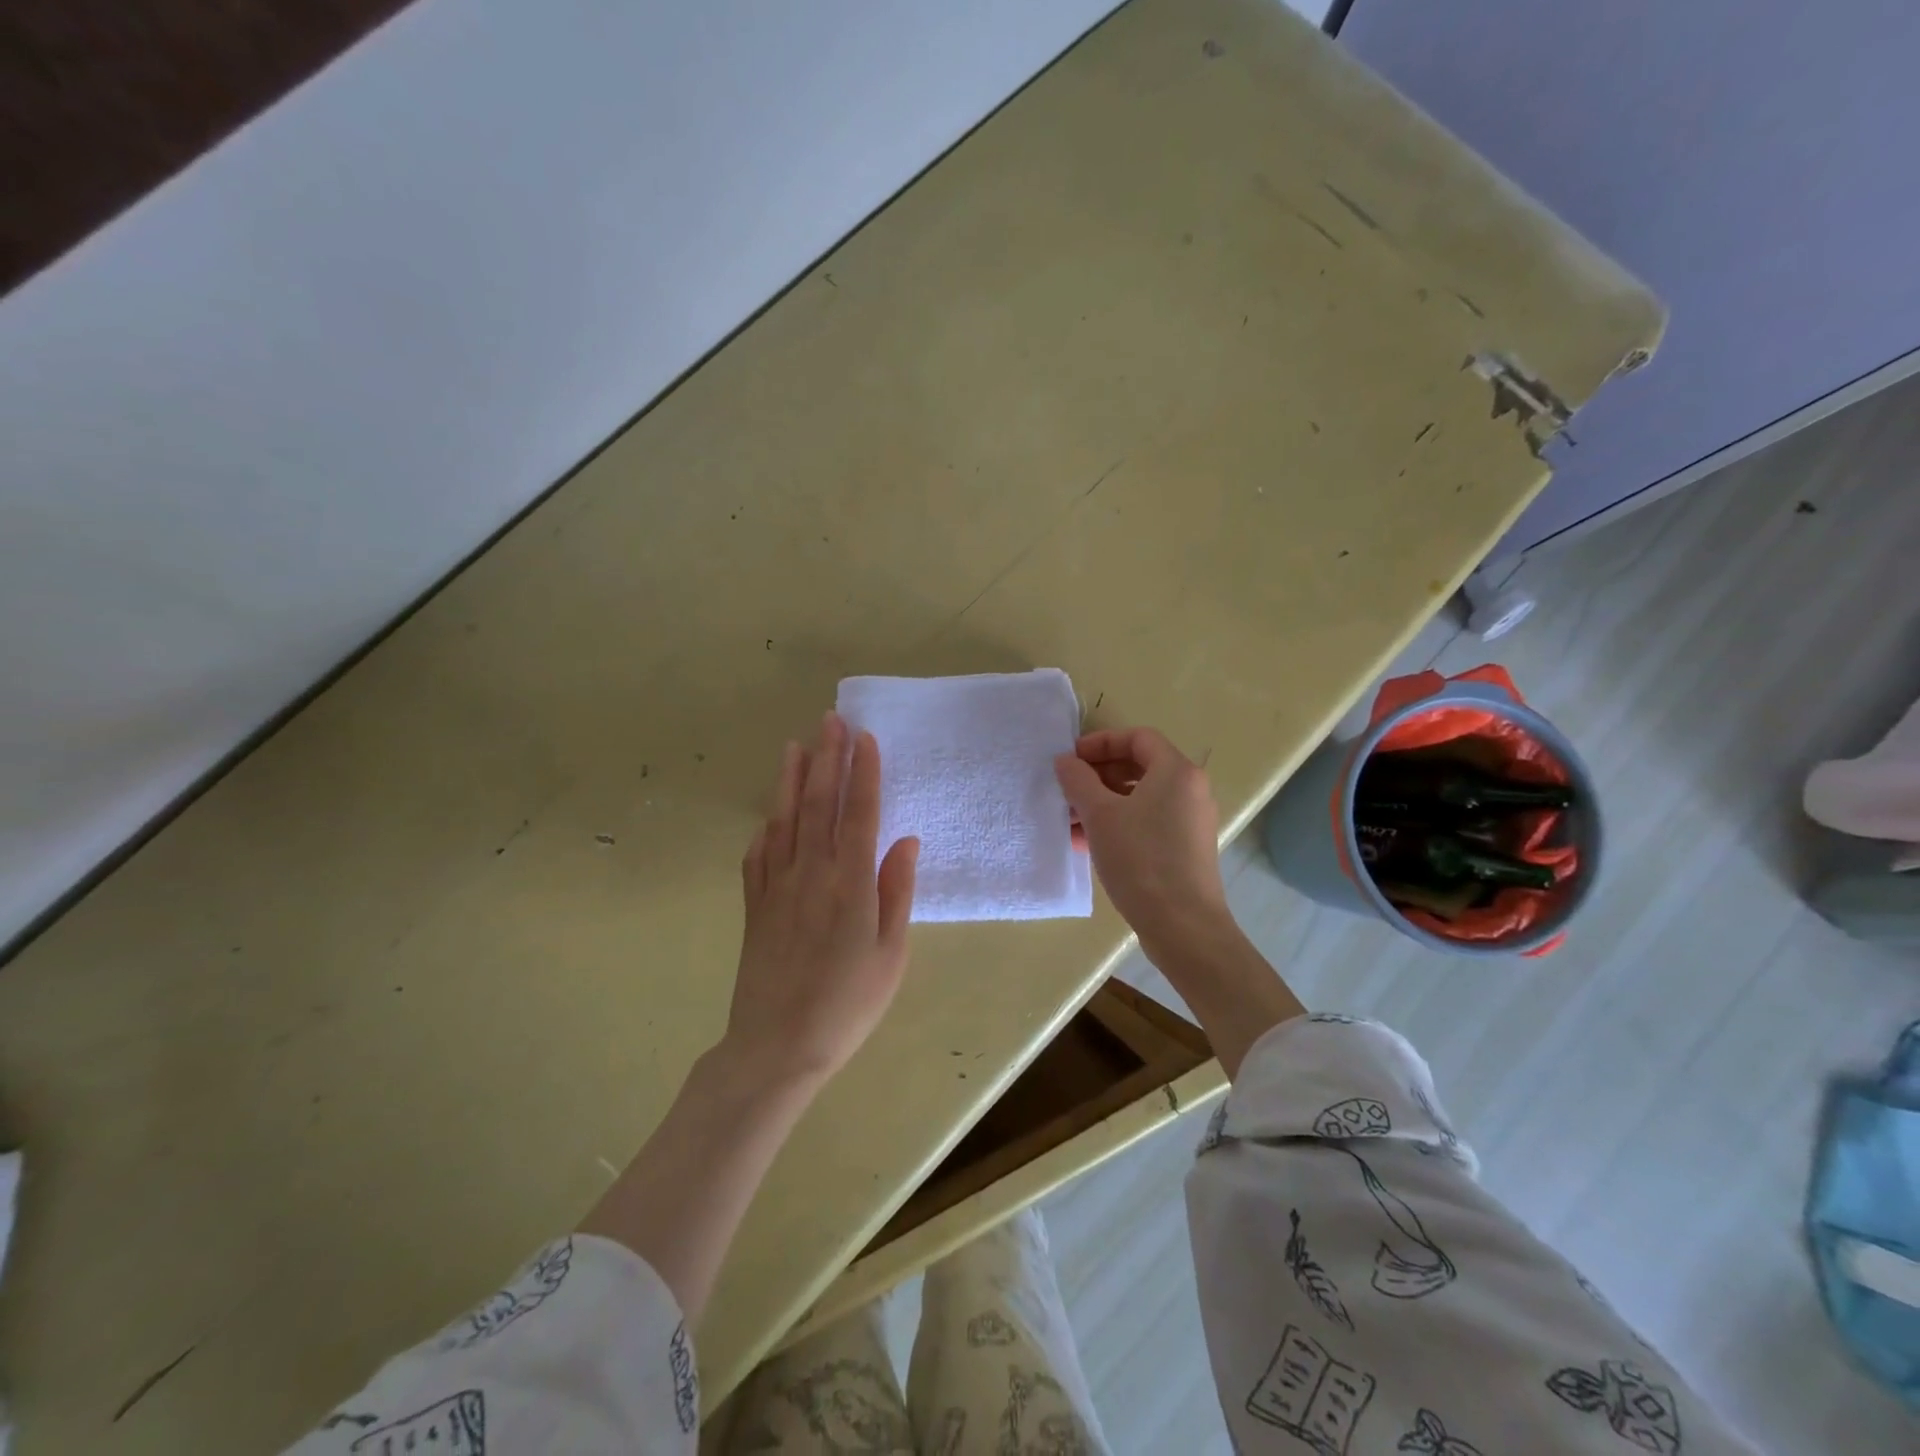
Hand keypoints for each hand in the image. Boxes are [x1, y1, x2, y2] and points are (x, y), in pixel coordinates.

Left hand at [723, 712, 919, 1086]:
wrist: (777, 1048)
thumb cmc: (848, 1005)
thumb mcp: (891, 954)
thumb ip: (896, 892)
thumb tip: (905, 841)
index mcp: (850, 884)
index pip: (859, 813)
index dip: (863, 773)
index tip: (864, 737)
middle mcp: (811, 874)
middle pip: (819, 804)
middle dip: (826, 758)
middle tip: (830, 720)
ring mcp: (776, 887)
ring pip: (784, 820)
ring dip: (790, 779)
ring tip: (795, 745)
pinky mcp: (754, 905)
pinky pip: (758, 855)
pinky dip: (766, 827)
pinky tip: (770, 815)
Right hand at [1054, 727, 1229, 955]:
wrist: (1183, 925)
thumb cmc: (1141, 859)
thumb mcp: (1100, 815)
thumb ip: (1078, 781)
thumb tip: (1065, 761)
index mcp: (1176, 771)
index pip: (1138, 738)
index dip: (1101, 742)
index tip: (1071, 759)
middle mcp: (1190, 790)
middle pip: (1139, 767)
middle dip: (1098, 776)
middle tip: (1067, 789)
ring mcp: (1189, 821)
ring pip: (1140, 798)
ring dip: (1102, 803)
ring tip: (1069, 820)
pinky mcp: (1184, 848)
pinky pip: (1147, 823)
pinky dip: (1118, 824)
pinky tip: (1087, 843)